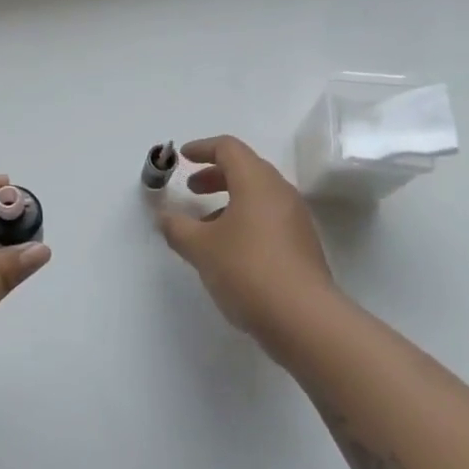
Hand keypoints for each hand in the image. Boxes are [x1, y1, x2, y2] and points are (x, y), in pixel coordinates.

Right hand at [158, 136, 344, 352]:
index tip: (182, 157)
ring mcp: (296, 219)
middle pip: (246, 169)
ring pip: (258, 195)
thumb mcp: (200, 248)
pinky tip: (229, 248)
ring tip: (205, 225)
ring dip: (229, 199)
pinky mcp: (302, 245)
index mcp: (256, 182)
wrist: (303, 319)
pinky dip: (245, 219)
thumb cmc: (247, 270)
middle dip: (215, 175)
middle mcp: (280, 193)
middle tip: (191, 189)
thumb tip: (164, 216)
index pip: (229, 148)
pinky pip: (269, 217)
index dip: (202, 148)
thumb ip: (177, 227)